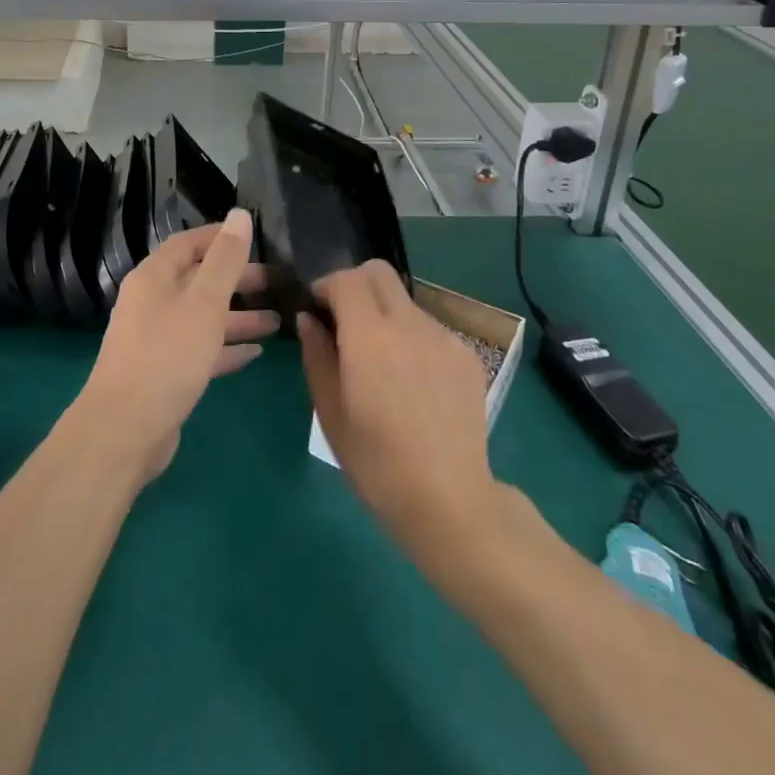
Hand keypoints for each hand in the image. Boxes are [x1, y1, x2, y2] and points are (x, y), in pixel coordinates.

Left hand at [77, 209, 278, 482]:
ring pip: (203, 317)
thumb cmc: (167, 355)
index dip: (220, 237)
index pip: (189, 243)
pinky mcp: (164, 373)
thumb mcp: (204, 302)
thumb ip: (225, 260)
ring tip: (277, 320)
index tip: (255, 237)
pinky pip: (201, 350)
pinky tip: (256, 352)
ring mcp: (156, 340)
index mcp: (154, 277)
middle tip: (276, 282)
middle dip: (236, 279)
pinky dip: (226, 347)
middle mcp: (152, 303)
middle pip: (198, 280)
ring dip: (238, 316)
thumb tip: (240, 215)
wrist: (124, 430)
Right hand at [298, 261, 500, 563]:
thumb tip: (309, 320)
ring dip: (385, 315)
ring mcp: (443, 337)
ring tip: (382, 363)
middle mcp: (409, 325)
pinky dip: (412, 339)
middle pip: (379, 272)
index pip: (346, 279)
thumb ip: (317, 356)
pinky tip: (412, 382)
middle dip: (355, 284)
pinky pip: (429, 329)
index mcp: (370, 338)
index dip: (326, 286)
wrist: (450, 502)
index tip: (317, 310)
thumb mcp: (330, 413)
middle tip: (344, 320)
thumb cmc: (377, 464)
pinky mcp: (466, 355)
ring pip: (404, 301)